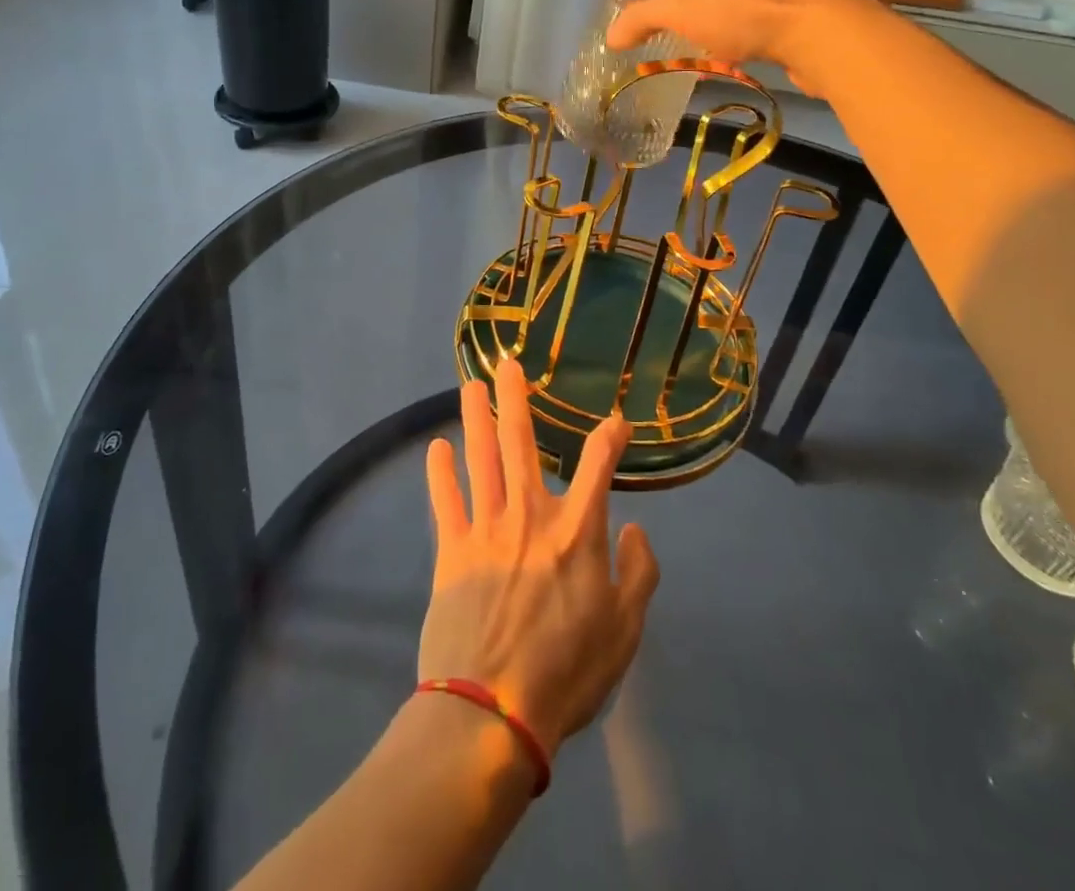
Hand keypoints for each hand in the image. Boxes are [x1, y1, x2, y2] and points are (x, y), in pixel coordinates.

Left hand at [421, 358, 660, 758]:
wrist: (492, 711)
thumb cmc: (567, 671)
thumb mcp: (624, 631)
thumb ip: (638, 574)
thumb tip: (636, 529)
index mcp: (577, 531)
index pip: (598, 466)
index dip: (610, 437)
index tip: (616, 419)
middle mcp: (530, 515)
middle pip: (521, 443)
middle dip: (516, 399)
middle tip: (507, 363)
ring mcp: (486, 529)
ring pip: (481, 459)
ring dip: (476, 419)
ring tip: (470, 386)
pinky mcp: (452, 550)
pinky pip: (445, 501)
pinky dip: (440, 472)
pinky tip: (436, 447)